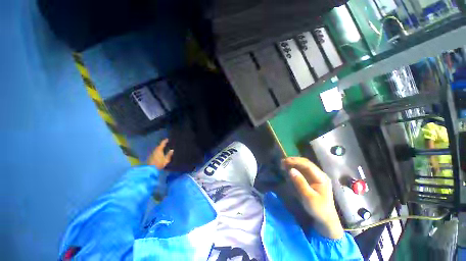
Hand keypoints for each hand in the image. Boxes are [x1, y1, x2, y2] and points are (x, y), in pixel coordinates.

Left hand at [148, 139, 173, 169]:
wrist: (150, 169)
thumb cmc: (159, 164)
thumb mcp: (166, 160)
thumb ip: (169, 155)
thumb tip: (172, 150)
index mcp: (159, 150)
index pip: (162, 144)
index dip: (165, 141)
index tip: (167, 139)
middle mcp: (155, 150)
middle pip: (158, 146)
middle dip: (162, 144)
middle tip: (165, 143)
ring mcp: (152, 153)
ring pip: (156, 149)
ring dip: (159, 148)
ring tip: (163, 148)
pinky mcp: (150, 156)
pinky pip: (155, 152)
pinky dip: (158, 151)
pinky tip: (159, 153)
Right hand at [282, 157, 343, 238]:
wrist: (325, 219)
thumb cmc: (318, 208)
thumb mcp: (308, 197)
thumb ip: (300, 182)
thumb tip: (291, 170)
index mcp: (321, 177)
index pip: (308, 165)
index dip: (296, 161)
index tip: (285, 161)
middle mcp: (319, 174)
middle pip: (306, 163)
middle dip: (294, 161)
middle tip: (282, 162)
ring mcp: (316, 176)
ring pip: (303, 165)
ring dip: (293, 163)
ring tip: (283, 164)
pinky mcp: (312, 179)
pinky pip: (302, 170)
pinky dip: (295, 168)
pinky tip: (288, 168)